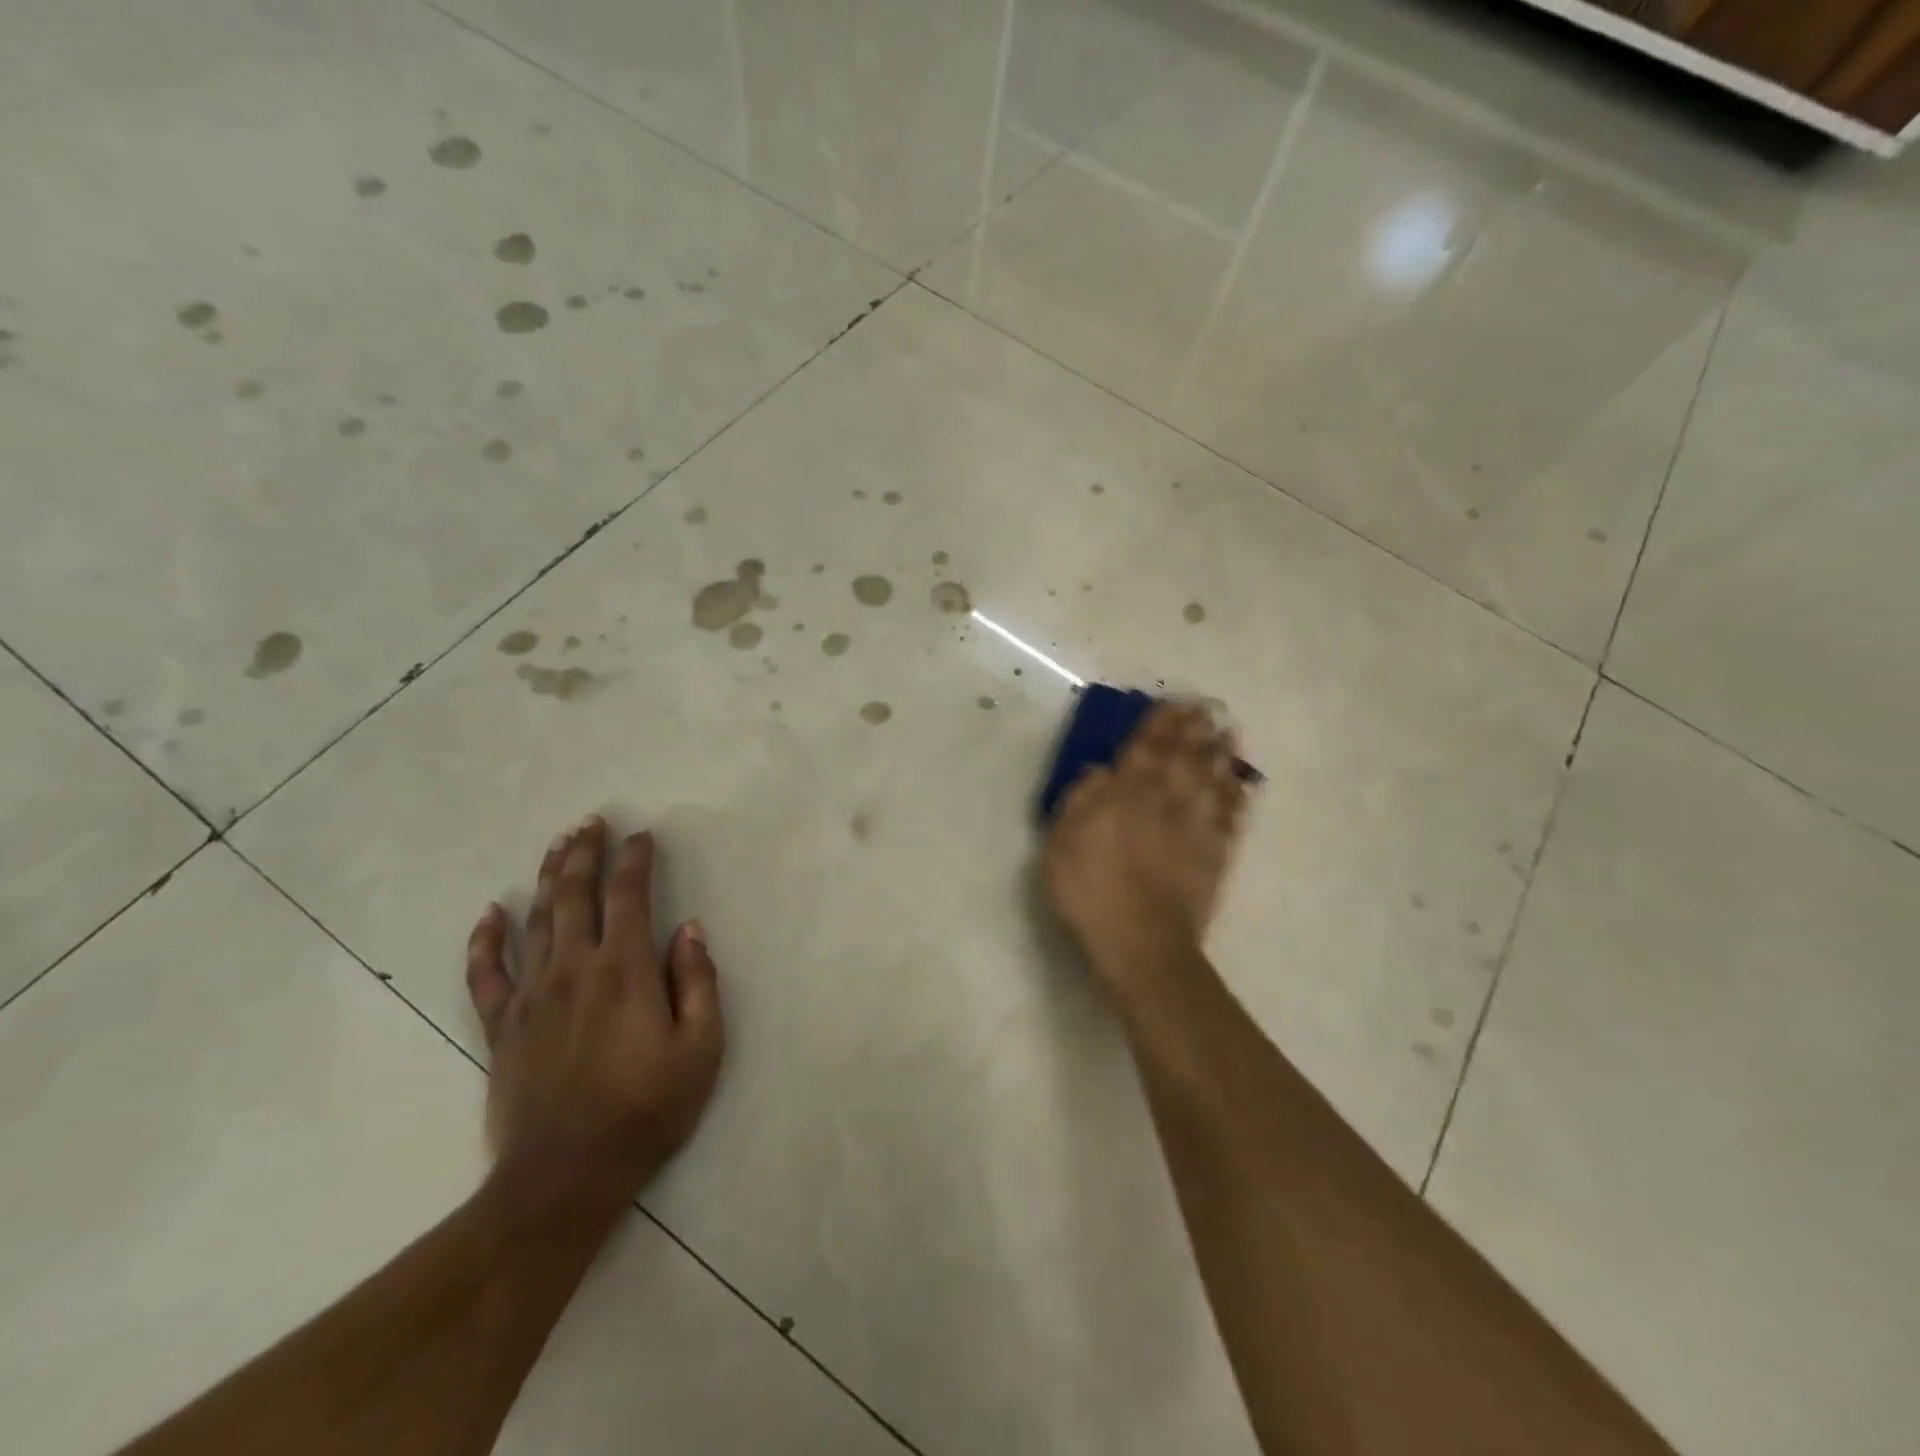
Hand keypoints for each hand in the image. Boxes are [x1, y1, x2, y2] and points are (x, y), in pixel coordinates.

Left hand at [465, 817, 724, 1208]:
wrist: (567, 1175)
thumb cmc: (648, 1108)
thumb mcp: (701, 1048)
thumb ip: (698, 981)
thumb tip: (689, 929)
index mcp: (626, 970)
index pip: (629, 895)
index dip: (636, 859)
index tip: (642, 836)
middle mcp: (575, 968)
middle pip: (575, 894)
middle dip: (585, 852)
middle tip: (591, 821)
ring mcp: (531, 995)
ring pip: (536, 919)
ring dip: (548, 877)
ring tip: (558, 844)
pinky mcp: (502, 1025)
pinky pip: (485, 972)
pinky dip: (485, 939)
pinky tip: (490, 912)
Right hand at [1044, 704, 1249, 997]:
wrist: (1141, 941)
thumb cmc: (1091, 890)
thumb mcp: (1062, 842)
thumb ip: (1080, 800)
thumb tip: (1100, 771)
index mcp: (1127, 794)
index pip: (1146, 748)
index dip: (1159, 724)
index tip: (1172, 703)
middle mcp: (1166, 800)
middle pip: (1184, 757)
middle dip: (1194, 731)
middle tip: (1206, 709)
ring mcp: (1196, 827)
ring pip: (1213, 780)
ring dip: (1221, 755)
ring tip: (1229, 734)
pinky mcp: (1216, 854)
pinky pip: (1231, 816)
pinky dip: (1237, 796)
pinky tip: (1240, 784)